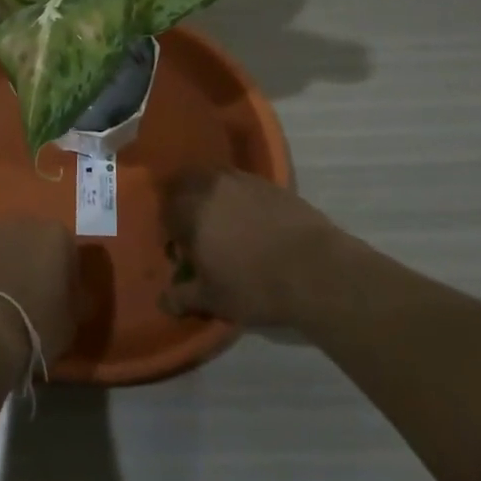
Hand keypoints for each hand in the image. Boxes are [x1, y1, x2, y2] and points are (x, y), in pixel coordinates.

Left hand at [0, 218, 78, 364]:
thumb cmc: (37, 322)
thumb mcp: (71, 321)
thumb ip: (75, 301)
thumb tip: (76, 297)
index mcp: (57, 234)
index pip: (70, 254)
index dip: (68, 279)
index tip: (64, 301)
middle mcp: (25, 223)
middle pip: (37, 244)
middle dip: (38, 265)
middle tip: (38, 297)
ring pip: (10, 250)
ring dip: (13, 267)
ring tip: (11, 301)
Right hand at [160, 169, 346, 327]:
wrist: (316, 270)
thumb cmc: (255, 285)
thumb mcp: (214, 299)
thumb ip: (183, 296)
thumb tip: (164, 301)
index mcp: (191, 210)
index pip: (166, 209)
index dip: (168, 228)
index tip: (178, 249)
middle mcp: (212, 186)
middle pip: (185, 183)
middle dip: (183, 202)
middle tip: (194, 228)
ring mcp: (242, 180)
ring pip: (213, 178)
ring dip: (209, 194)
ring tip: (223, 222)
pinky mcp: (270, 184)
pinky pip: (241, 183)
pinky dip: (237, 196)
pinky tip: (251, 221)